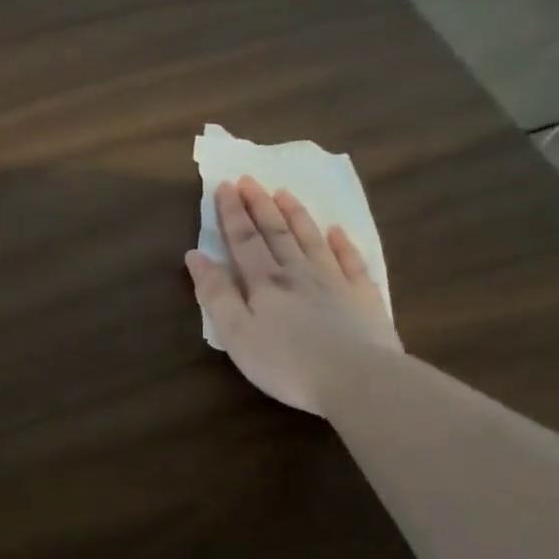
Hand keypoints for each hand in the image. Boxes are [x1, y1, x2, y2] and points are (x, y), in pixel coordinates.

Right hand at [185, 176, 400, 414]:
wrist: (358, 379)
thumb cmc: (286, 363)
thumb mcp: (236, 334)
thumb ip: (216, 294)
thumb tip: (195, 256)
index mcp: (265, 282)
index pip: (244, 239)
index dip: (232, 213)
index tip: (225, 186)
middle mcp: (298, 273)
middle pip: (276, 232)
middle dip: (260, 205)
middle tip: (250, 179)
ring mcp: (335, 282)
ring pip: (311, 240)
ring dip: (296, 215)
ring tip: (285, 193)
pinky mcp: (363, 298)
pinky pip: (351, 261)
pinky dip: (342, 244)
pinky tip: (337, 231)